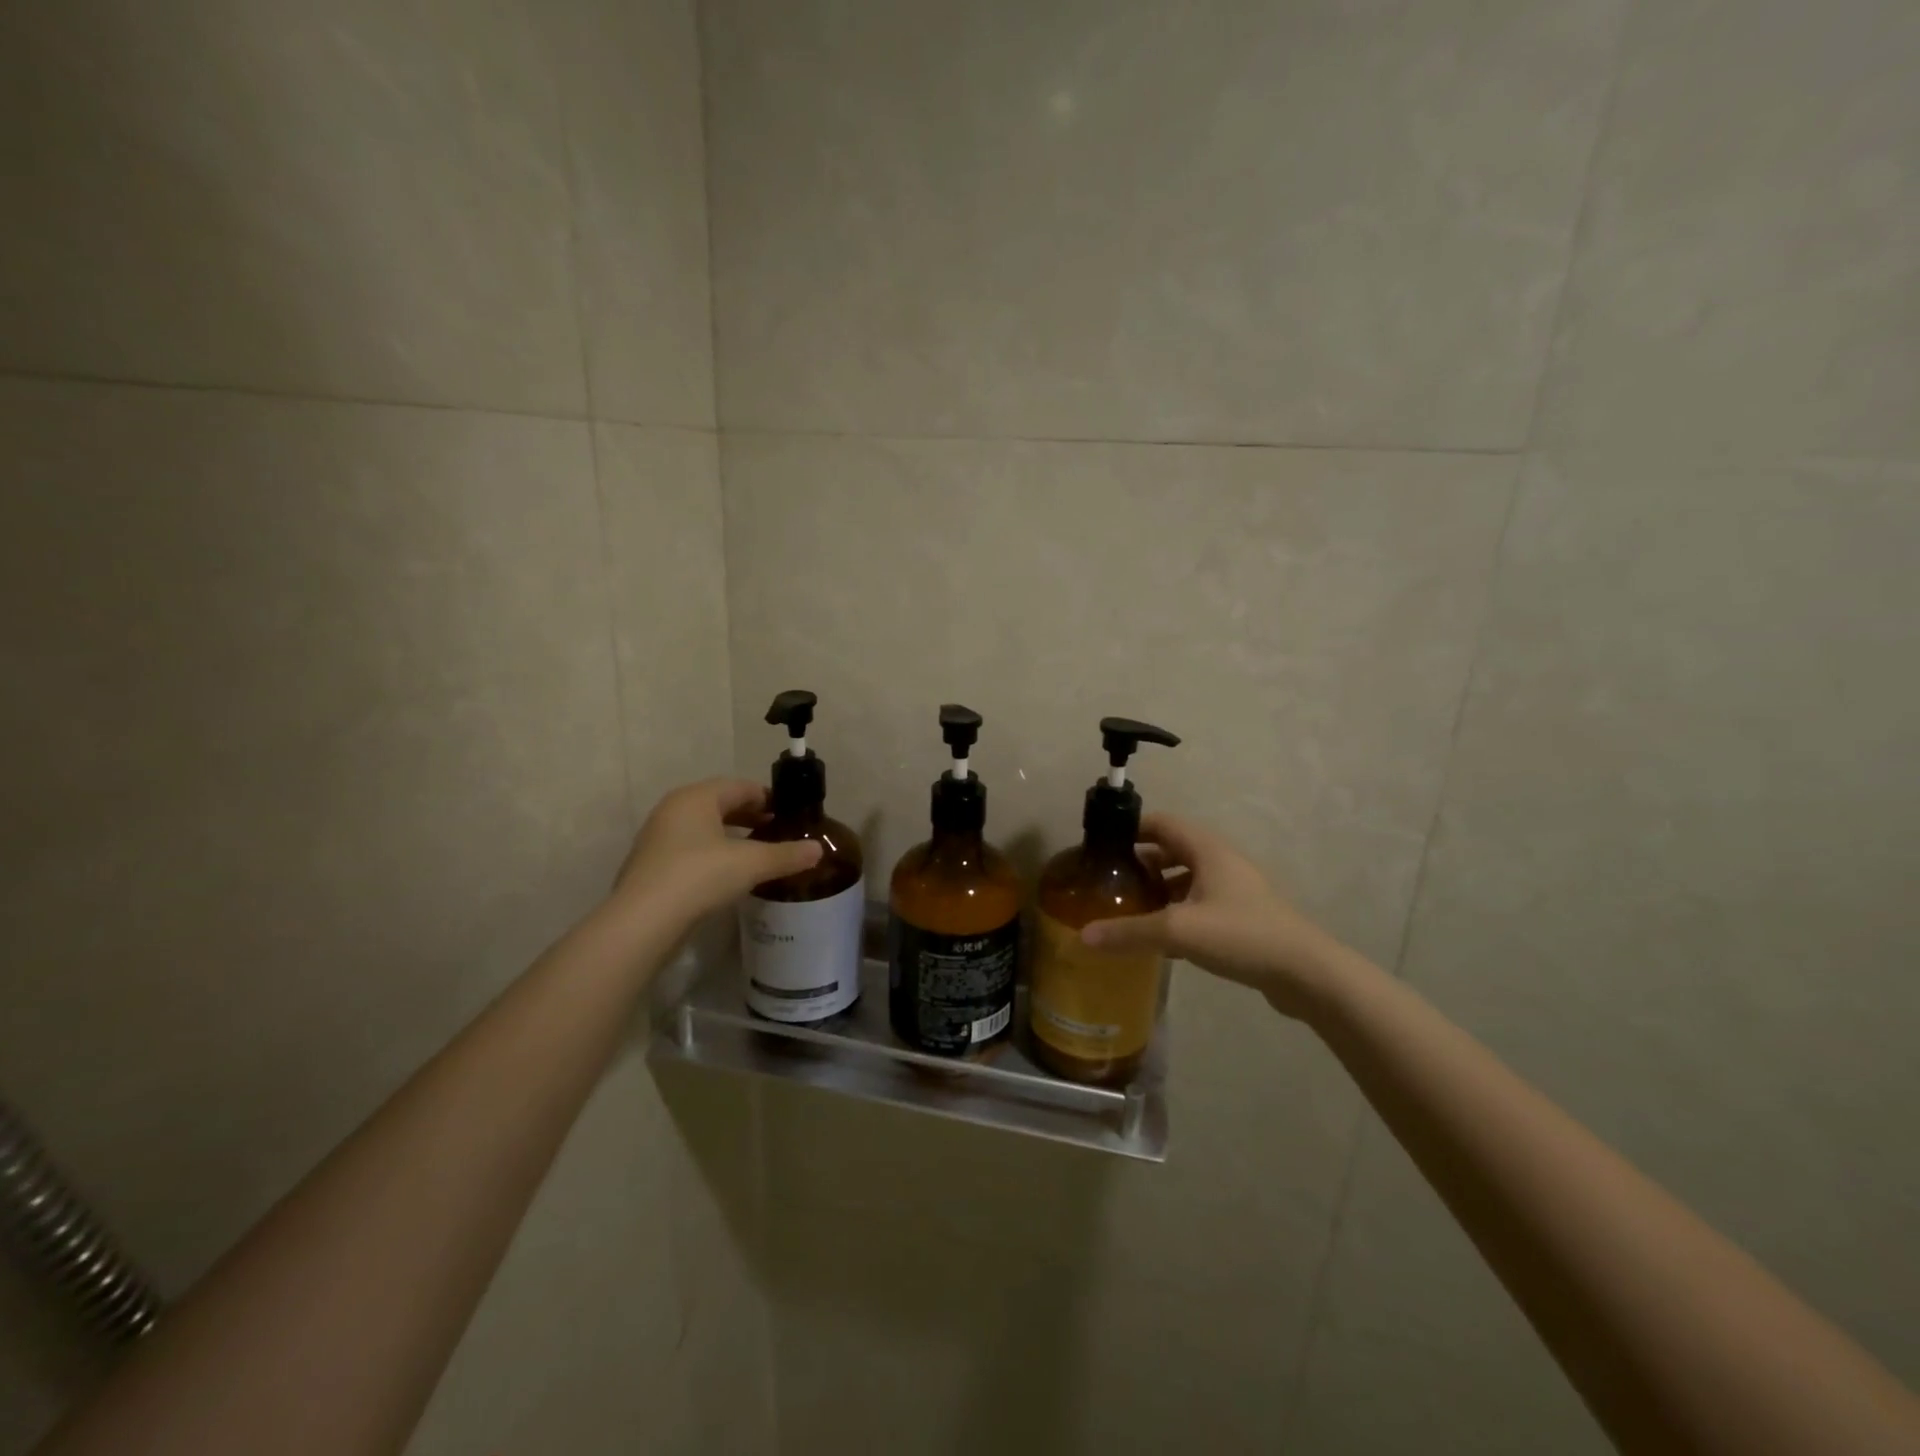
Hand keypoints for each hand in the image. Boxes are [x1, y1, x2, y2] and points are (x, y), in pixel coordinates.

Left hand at [614, 779, 821, 924]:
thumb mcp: (751, 864)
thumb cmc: (699, 876)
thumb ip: (786, 855)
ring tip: (757, 854)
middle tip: (778, 832)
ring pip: (704, 828)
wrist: (642, 922)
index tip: (790, 814)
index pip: (740, 787)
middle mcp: (673, 810)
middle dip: (750, 817)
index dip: (768, 798)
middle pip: (720, 805)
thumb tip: (818, 849)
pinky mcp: (651, 866)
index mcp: (696, 797)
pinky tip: (728, 875)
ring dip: (731, 836)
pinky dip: (713, 854)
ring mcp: (658, 838)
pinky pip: (690, 850)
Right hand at [1080, 813, 1346, 1019]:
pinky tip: (1162, 939)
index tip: (1103, 846)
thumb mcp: (1177, 931)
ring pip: (1188, 878)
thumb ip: (1129, 931)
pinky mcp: (1244, 917)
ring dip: (1160, 888)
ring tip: (1131, 908)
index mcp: (1207, 849)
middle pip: (1173, 850)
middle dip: (1141, 862)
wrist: (1306, 973)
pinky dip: (1178, 911)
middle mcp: (1221, 861)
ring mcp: (1236, 890)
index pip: (1162, 822)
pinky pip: (1201, 903)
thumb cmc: (1240, 935)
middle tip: (1111, 882)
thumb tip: (1084, 935)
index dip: (1131, 829)